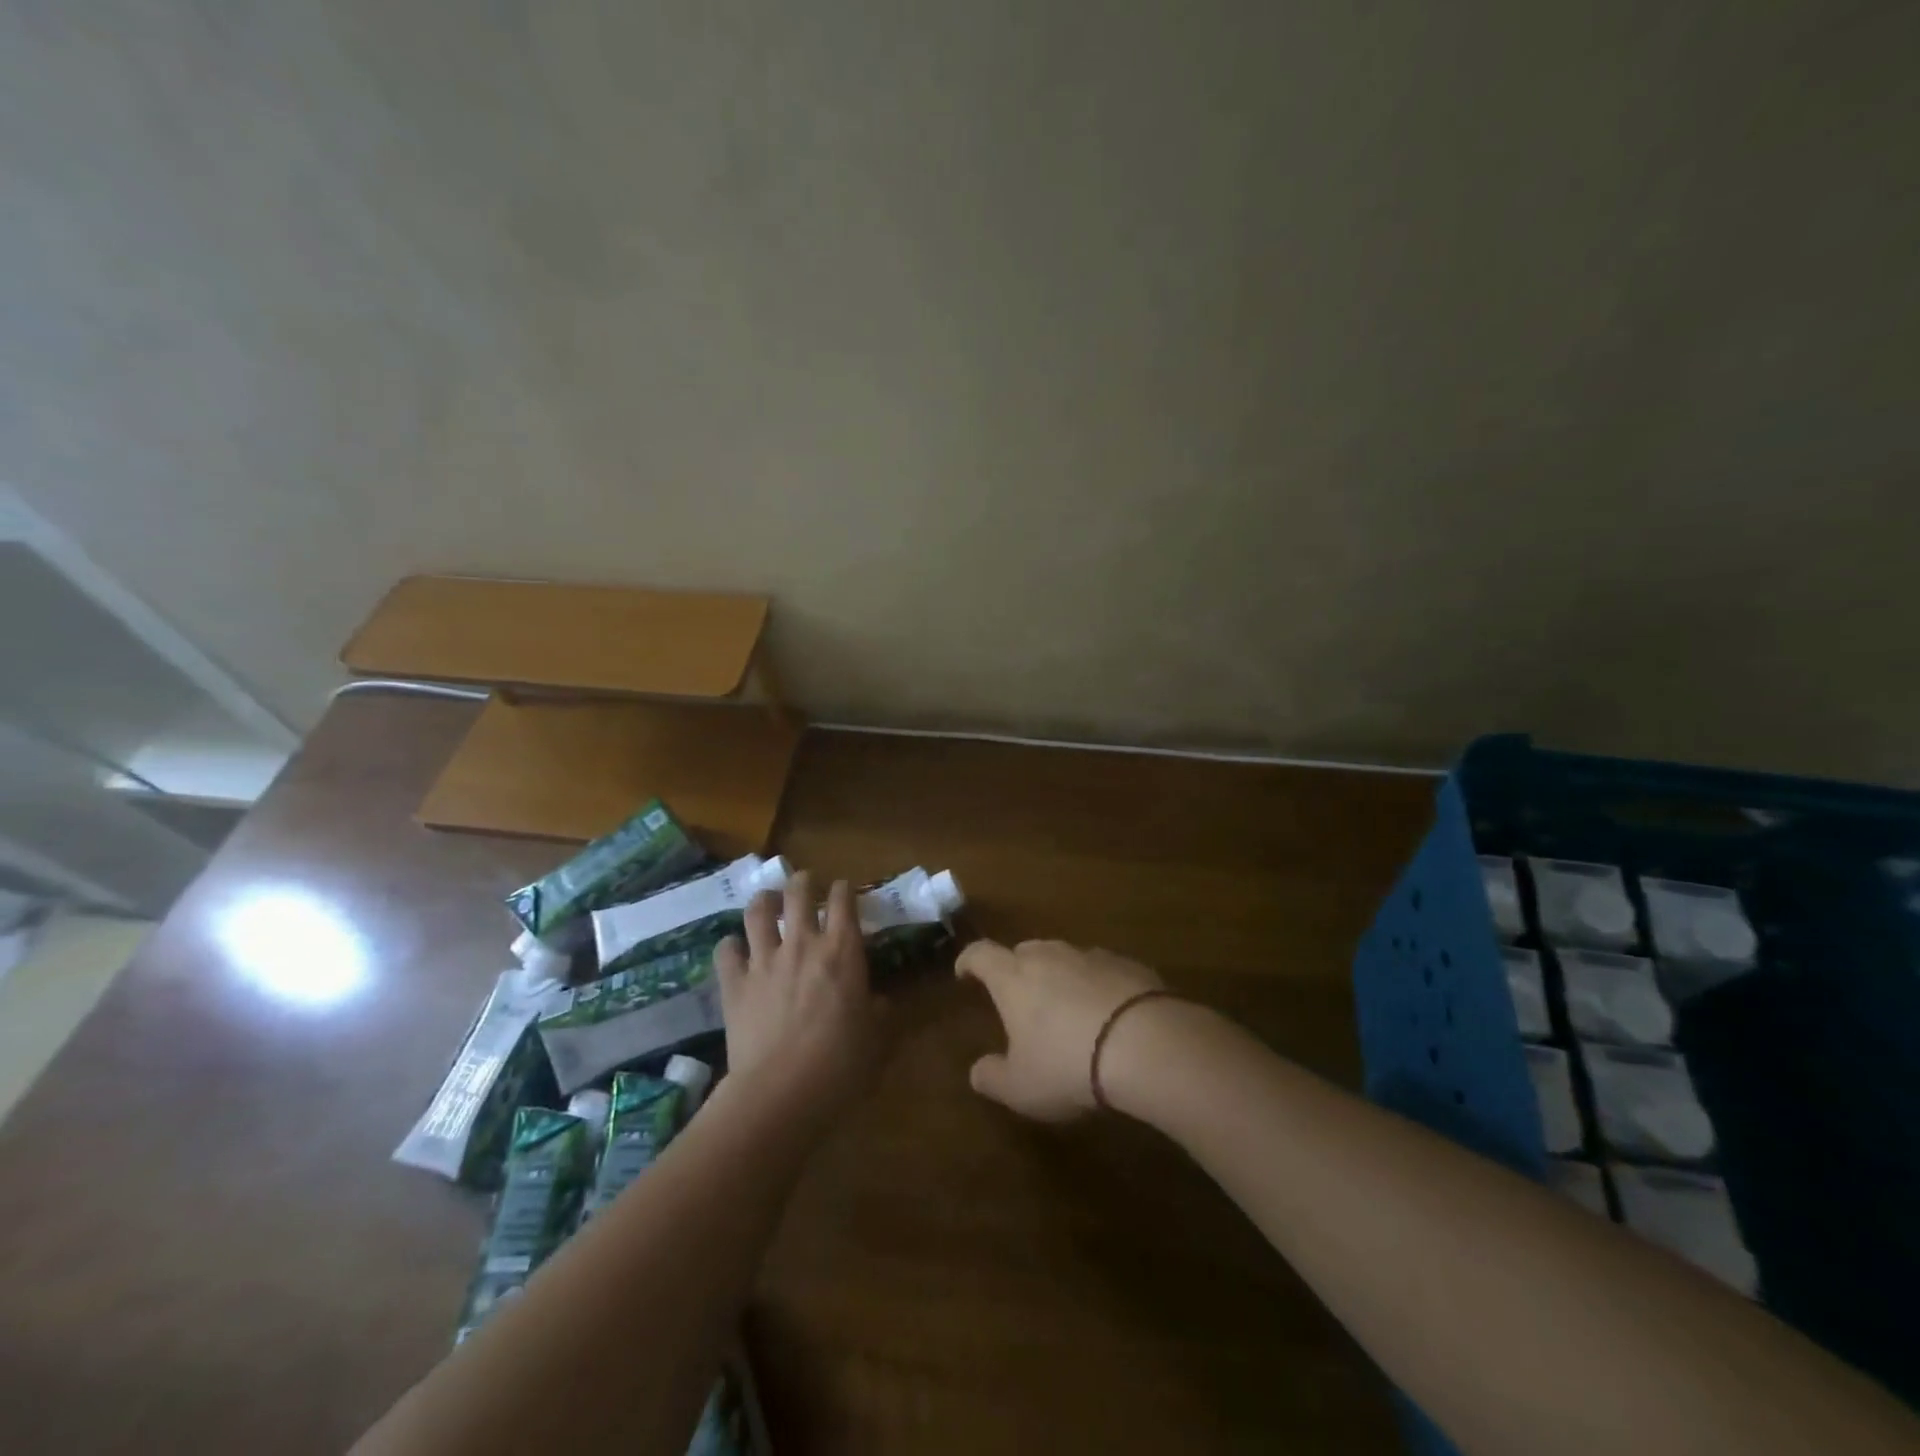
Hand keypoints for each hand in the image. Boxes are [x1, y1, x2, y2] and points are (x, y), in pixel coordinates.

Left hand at [714, 872, 886, 1119]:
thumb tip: (880, 1001)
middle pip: (798, 893)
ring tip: (767, 902)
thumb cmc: (840, 1064)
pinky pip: (726, 950)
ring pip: (758, 911)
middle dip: (803, 882)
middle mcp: (802, 943)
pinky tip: (735, 949)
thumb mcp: (877, 1037)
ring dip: (764, 901)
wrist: (781, 1092)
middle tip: (805, 885)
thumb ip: (880, 1011)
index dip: (844, 888)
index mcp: (842, 950)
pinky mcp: (734, 983)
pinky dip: (730, 945)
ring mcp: (764, 960)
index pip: (844, 900)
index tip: (844, 889)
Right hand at [955, 938, 1163, 1120]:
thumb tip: (977, 1071)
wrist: (1145, 1042)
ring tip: (1065, 1007)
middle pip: (1024, 950)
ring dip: (1059, 976)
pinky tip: (1106, 1013)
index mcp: (1013, 977)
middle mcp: (1048, 955)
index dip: (969, 961)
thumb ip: (993, 1077)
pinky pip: (1100, 969)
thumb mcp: (1021, 1087)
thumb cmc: (1067, 1064)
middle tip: (1018, 996)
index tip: (964, 972)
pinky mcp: (1127, 964)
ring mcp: (1090, 955)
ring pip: (1064, 957)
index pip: (981, 954)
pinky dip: (1095, 984)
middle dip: (1016, 969)